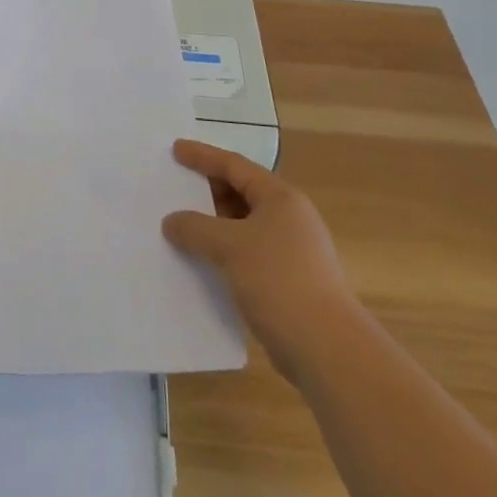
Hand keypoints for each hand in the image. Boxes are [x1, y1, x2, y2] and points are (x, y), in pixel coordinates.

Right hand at [162, 138, 351, 380]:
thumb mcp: (229, 246)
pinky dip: (223, 250)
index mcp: (280, 198)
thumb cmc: (278, 280)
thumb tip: (172, 221)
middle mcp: (289, 217)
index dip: (203, 155)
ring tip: (181, 225)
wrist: (325, 346)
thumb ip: (195, 227)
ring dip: (213, 223)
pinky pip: (246, 252)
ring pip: (243, 224)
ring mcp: (291, 249)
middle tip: (175, 188)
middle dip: (207, 190)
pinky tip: (201, 260)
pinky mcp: (287, 279)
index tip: (176, 149)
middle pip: (241, 192)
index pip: (234, 165)